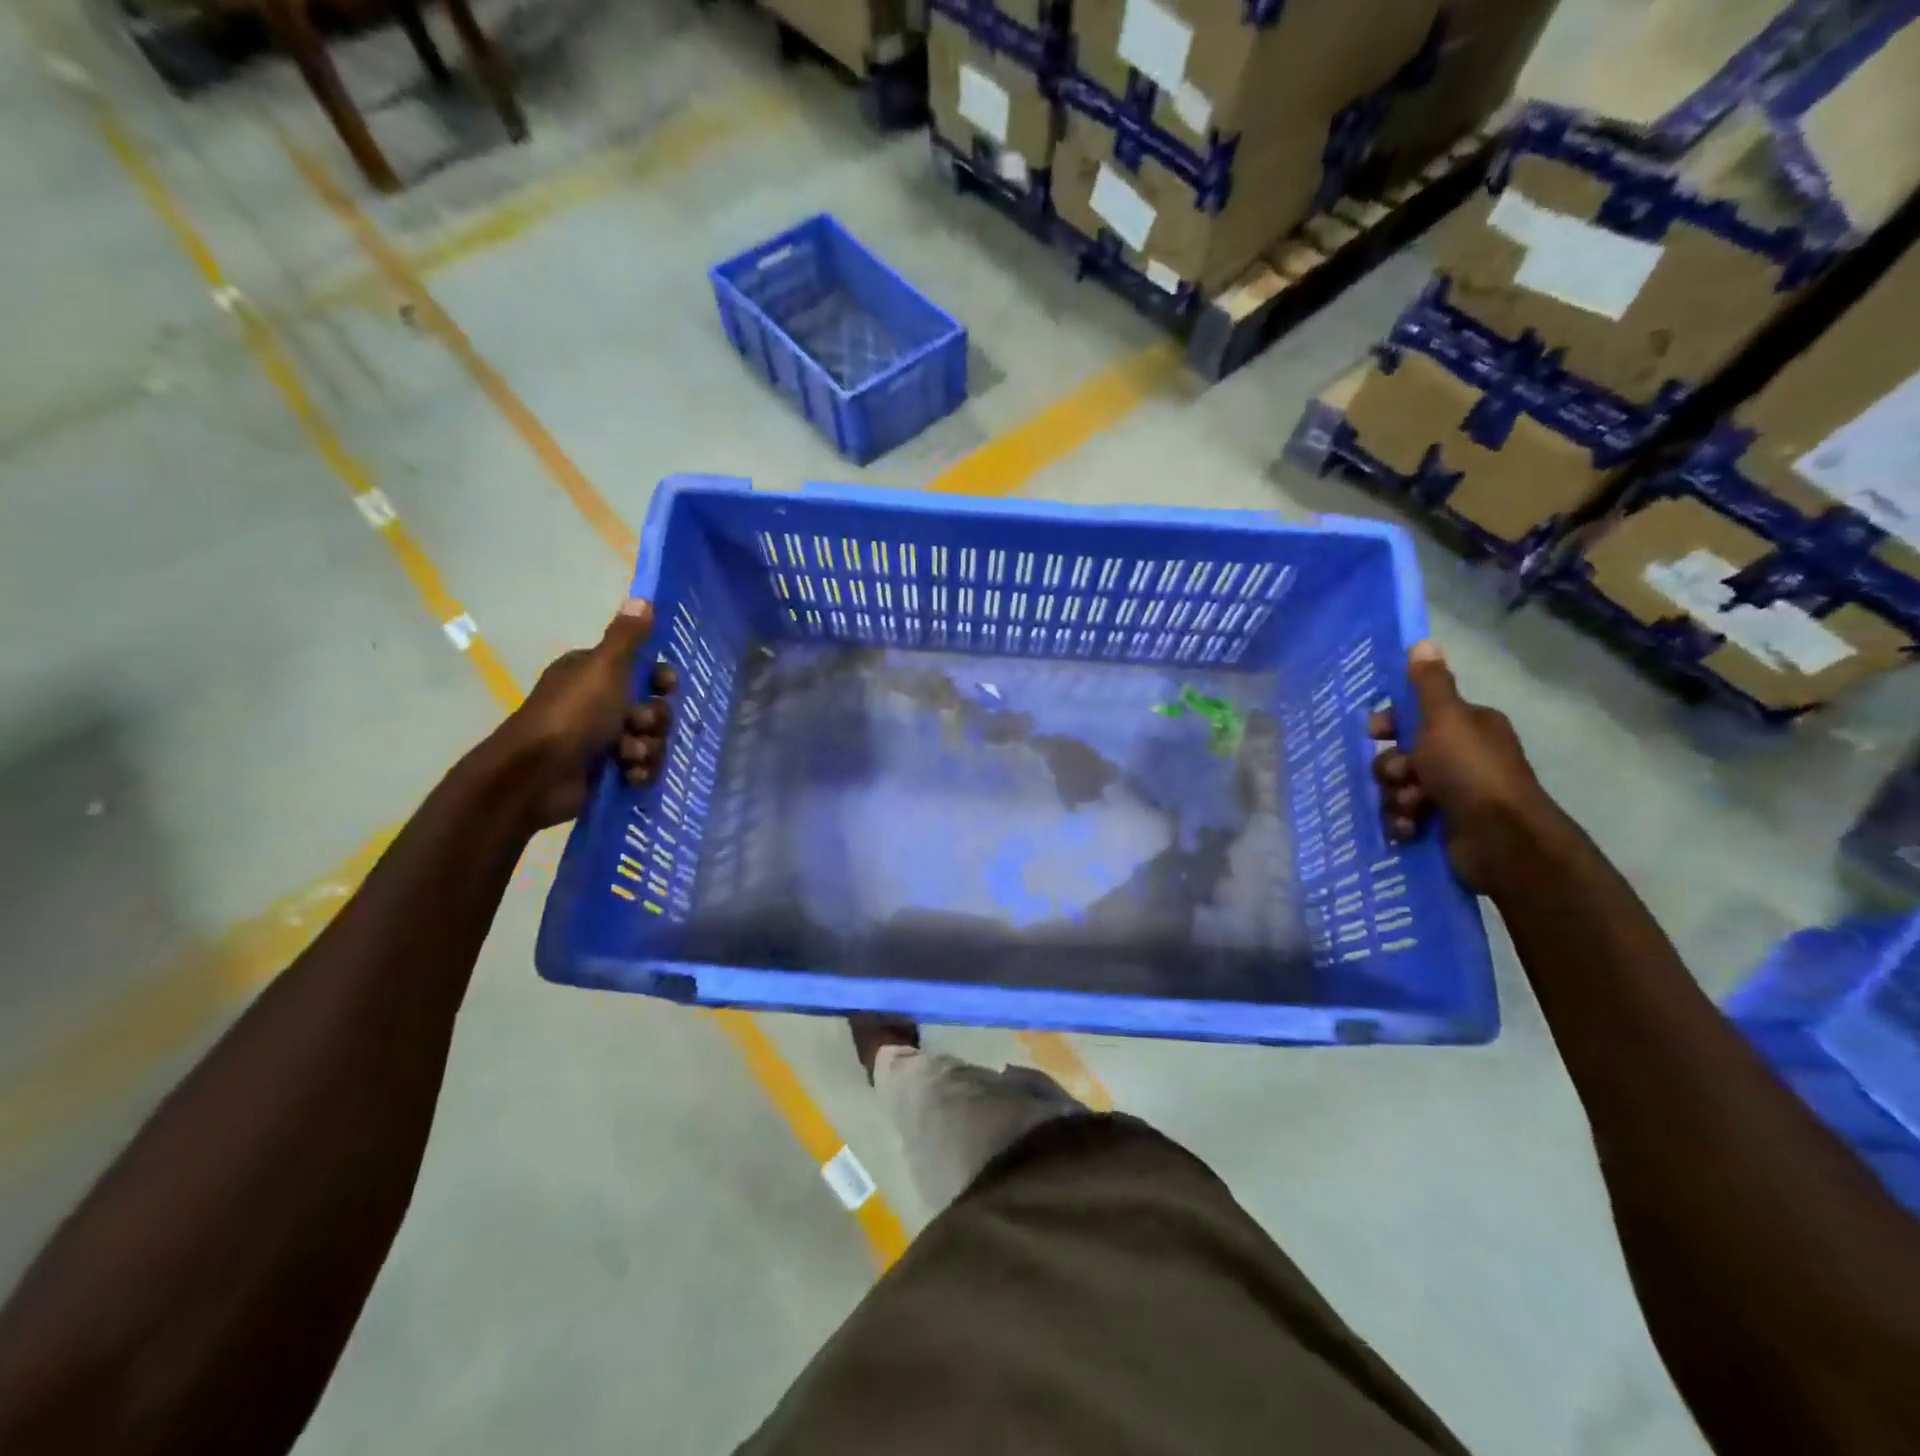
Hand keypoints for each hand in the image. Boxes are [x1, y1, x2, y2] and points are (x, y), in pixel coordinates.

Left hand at [486, 599, 678, 830]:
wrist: (537, 775)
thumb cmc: (573, 715)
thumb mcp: (604, 668)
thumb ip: (627, 637)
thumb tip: (643, 597)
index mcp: (594, 674)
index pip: (643, 669)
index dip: (660, 679)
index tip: (666, 686)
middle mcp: (599, 703)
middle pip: (653, 707)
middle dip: (654, 719)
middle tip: (638, 725)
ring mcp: (602, 739)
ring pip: (651, 739)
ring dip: (647, 748)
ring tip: (629, 756)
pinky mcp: (606, 771)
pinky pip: (642, 768)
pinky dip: (639, 772)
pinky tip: (629, 775)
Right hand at [1368, 641, 1555, 892]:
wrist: (1500, 839)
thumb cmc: (1470, 771)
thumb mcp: (1445, 719)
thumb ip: (1429, 685)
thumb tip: (1423, 642)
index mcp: (1467, 726)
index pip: (1416, 715)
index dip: (1390, 723)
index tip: (1374, 733)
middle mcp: (1461, 756)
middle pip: (1400, 754)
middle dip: (1392, 768)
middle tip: (1402, 776)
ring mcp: (1452, 793)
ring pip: (1398, 787)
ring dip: (1396, 797)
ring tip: (1412, 808)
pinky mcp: (1443, 825)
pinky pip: (1404, 816)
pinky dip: (1403, 822)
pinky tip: (1410, 828)